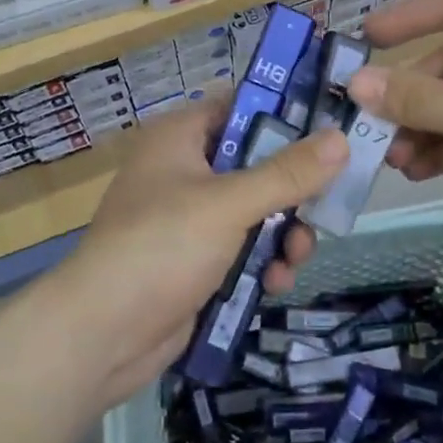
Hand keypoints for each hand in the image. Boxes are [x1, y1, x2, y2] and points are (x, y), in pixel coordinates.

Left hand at [37, 100, 347, 405]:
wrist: (102, 335)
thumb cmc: (161, 246)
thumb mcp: (228, 204)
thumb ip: (286, 174)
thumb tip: (340, 138)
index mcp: (180, 137)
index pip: (240, 107)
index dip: (285, 115)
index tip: (331, 128)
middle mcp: (184, 170)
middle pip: (255, 164)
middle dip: (291, 191)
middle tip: (325, 206)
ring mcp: (189, 219)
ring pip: (255, 211)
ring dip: (282, 234)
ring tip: (297, 256)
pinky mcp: (195, 261)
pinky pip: (242, 249)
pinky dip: (262, 262)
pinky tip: (276, 283)